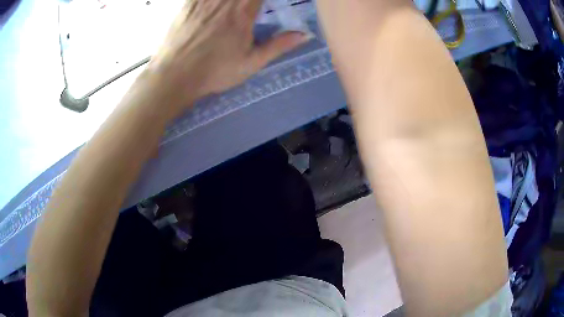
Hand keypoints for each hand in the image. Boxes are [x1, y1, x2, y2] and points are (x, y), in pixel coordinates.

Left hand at [139, 0, 309, 115]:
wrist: (175, 76)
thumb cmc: (215, 72)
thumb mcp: (251, 63)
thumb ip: (278, 46)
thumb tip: (304, 35)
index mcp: (243, 11)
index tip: (265, 5)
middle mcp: (225, 0)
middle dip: (249, 0)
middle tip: (249, 8)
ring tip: (234, 6)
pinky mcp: (188, 3)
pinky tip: (216, 5)